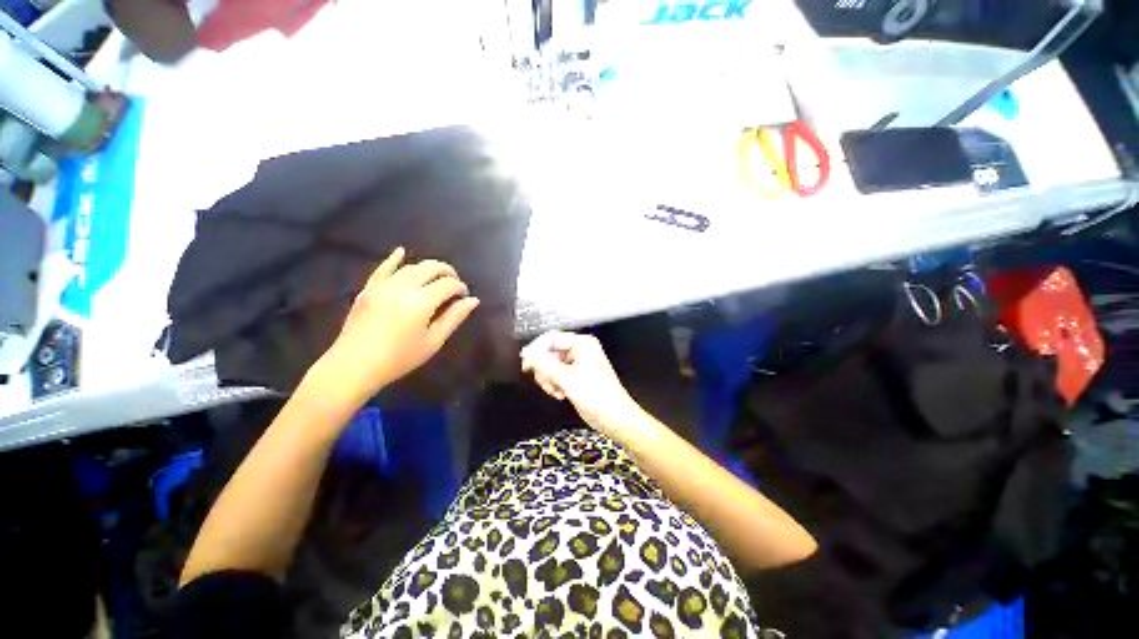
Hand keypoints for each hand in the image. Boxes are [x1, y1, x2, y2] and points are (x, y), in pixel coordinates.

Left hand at [308, 247, 478, 406]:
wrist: (354, 366)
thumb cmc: (399, 358)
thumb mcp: (433, 341)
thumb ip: (454, 318)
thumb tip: (472, 300)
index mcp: (421, 302)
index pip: (447, 284)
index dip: (460, 287)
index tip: (464, 297)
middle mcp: (402, 288)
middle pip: (430, 268)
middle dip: (447, 272)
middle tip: (454, 283)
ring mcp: (382, 286)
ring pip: (410, 267)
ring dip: (427, 268)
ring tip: (437, 277)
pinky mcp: (368, 289)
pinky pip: (383, 268)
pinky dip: (394, 259)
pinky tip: (401, 251)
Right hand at [521, 331, 643, 433]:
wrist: (614, 418)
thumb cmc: (598, 397)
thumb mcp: (567, 379)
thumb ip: (545, 365)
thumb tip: (527, 354)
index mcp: (582, 344)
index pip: (551, 339)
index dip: (536, 350)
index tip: (526, 364)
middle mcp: (580, 350)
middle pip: (549, 352)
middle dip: (544, 369)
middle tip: (546, 382)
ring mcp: (578, 363)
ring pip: (551, 365)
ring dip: (549, 379)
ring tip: (556, 390)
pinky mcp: (576, 375)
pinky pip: (556, 374)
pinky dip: (554, 384)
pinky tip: (560, 393)